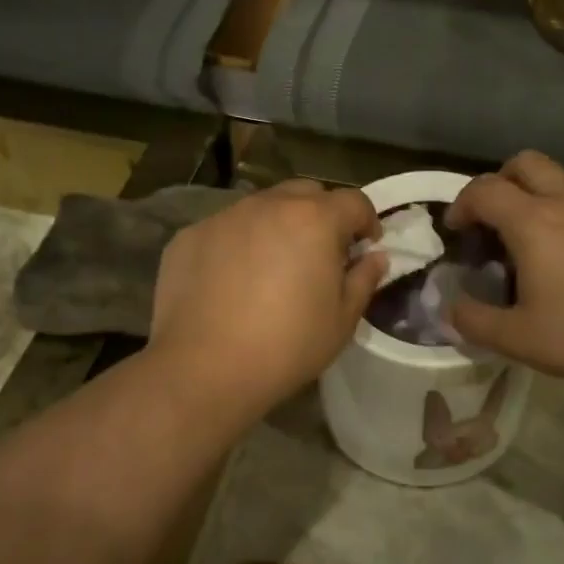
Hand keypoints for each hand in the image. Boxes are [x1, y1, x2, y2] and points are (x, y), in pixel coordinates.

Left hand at [151, 181, 385, 418]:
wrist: (204, 369)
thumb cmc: (287, 346)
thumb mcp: (342, 320)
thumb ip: (364, 279)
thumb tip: (374, 257)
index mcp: (314, 219)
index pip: (353, 201)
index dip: (366, 221)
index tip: (365, 248)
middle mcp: (268, 205)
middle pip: (306, 194)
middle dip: (322, 215)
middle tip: (321, 253)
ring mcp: (224, 217)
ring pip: (262, 207)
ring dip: (278, 226)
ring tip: (274, 266)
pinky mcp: (189, 236)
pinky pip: (225, 229)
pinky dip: (238, 244)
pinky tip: (232, 281)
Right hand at [445, 151, 563, 391]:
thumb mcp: (518, 339)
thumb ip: (474, 322)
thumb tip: (450, 310)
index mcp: (533, 221)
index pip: (484, 189)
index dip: (461, 205)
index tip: (456, 232)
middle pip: (524, 163)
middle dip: (498, 183)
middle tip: (492, 222)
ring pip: (558, 181)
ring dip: (533, 200)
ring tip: (530, 248)